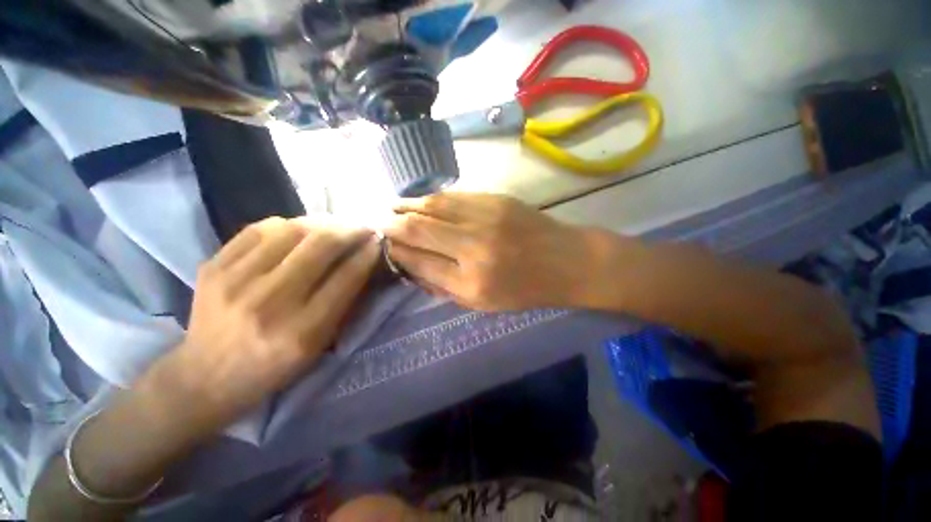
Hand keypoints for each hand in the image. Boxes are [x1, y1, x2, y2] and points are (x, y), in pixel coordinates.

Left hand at [177, 216, 379, 425]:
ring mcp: (235, 281)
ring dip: (321, 224)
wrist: (206, 377)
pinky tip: (297, 231)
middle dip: (349, 231)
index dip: (367, 254)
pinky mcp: (212, 267)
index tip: (378, 241)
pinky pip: (258, 229)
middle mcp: (270, 302)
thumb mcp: (319, 345)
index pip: (347, 277)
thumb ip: (344, 302)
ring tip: (332, 228)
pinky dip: (286, 225)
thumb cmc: (274, 366)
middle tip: (361, 228)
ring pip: (291, 229)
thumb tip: (363, 260)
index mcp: (302, 331)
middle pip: (321, 245)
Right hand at [384, 193, 595, 310]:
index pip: (419, 262)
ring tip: (392, 208)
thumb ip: (444, 287)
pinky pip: (453, 196)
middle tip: (380, 224)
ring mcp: (485, 219)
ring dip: (406, 206)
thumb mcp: (483, 304)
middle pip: (418, 230)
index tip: (386, 247)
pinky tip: (421, 201)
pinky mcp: (496, 200)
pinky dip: (431, 198)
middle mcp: (473, 249)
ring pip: (432, 206)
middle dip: (392, 225)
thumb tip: (412, 266)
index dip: (397, 253)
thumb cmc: (525, 290)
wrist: (566, 261)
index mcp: (470, 284)